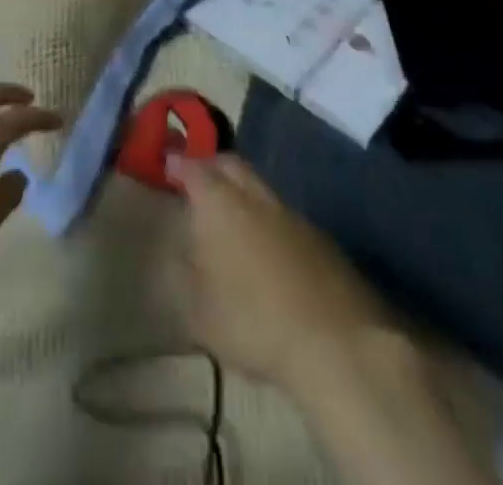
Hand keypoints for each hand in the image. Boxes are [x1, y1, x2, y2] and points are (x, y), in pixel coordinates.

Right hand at [169, 154, 391, 397]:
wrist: (335, 340)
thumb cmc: (253, 320)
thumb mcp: (198, 309)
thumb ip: (184, 273)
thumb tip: (182, 250)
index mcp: (218, 202)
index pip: (192, 168)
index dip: (178, 164)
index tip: (167, 163)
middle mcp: (253, 194)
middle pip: (230, 164)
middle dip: (211, 166)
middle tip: (197, 179)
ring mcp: (290, 212)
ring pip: (258, 186)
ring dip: (241, 191)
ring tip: (229, 214)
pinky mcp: (318, 236)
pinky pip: (282, 213)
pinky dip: (266, 218)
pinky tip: (264, 245)